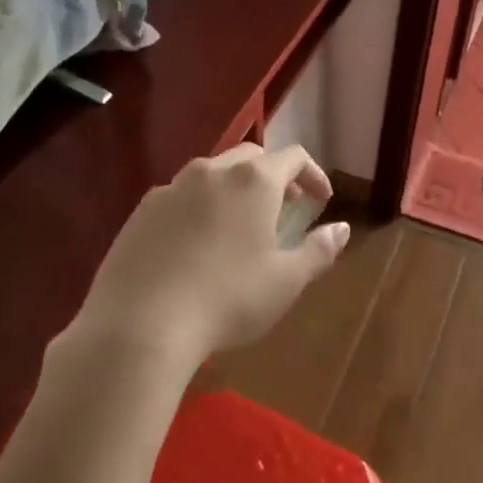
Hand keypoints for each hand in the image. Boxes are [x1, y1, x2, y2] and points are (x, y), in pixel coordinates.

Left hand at [72, 144, 350, 369]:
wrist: (140, 325)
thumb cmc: (227, 299)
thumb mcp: (285, 281)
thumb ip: (318, 250)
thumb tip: (342, 228)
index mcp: (254, 181)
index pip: (294, 156)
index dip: (314, 174)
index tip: (321, 200)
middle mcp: (213, 171)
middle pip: (251, 157)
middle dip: (274, 176)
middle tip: (284, 208)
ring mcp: (172, 187)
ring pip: (212, 173)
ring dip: (234, 189)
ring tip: (239, 225)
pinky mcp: (142, 210)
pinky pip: (180, 195)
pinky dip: (199, 206)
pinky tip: (195, 243)